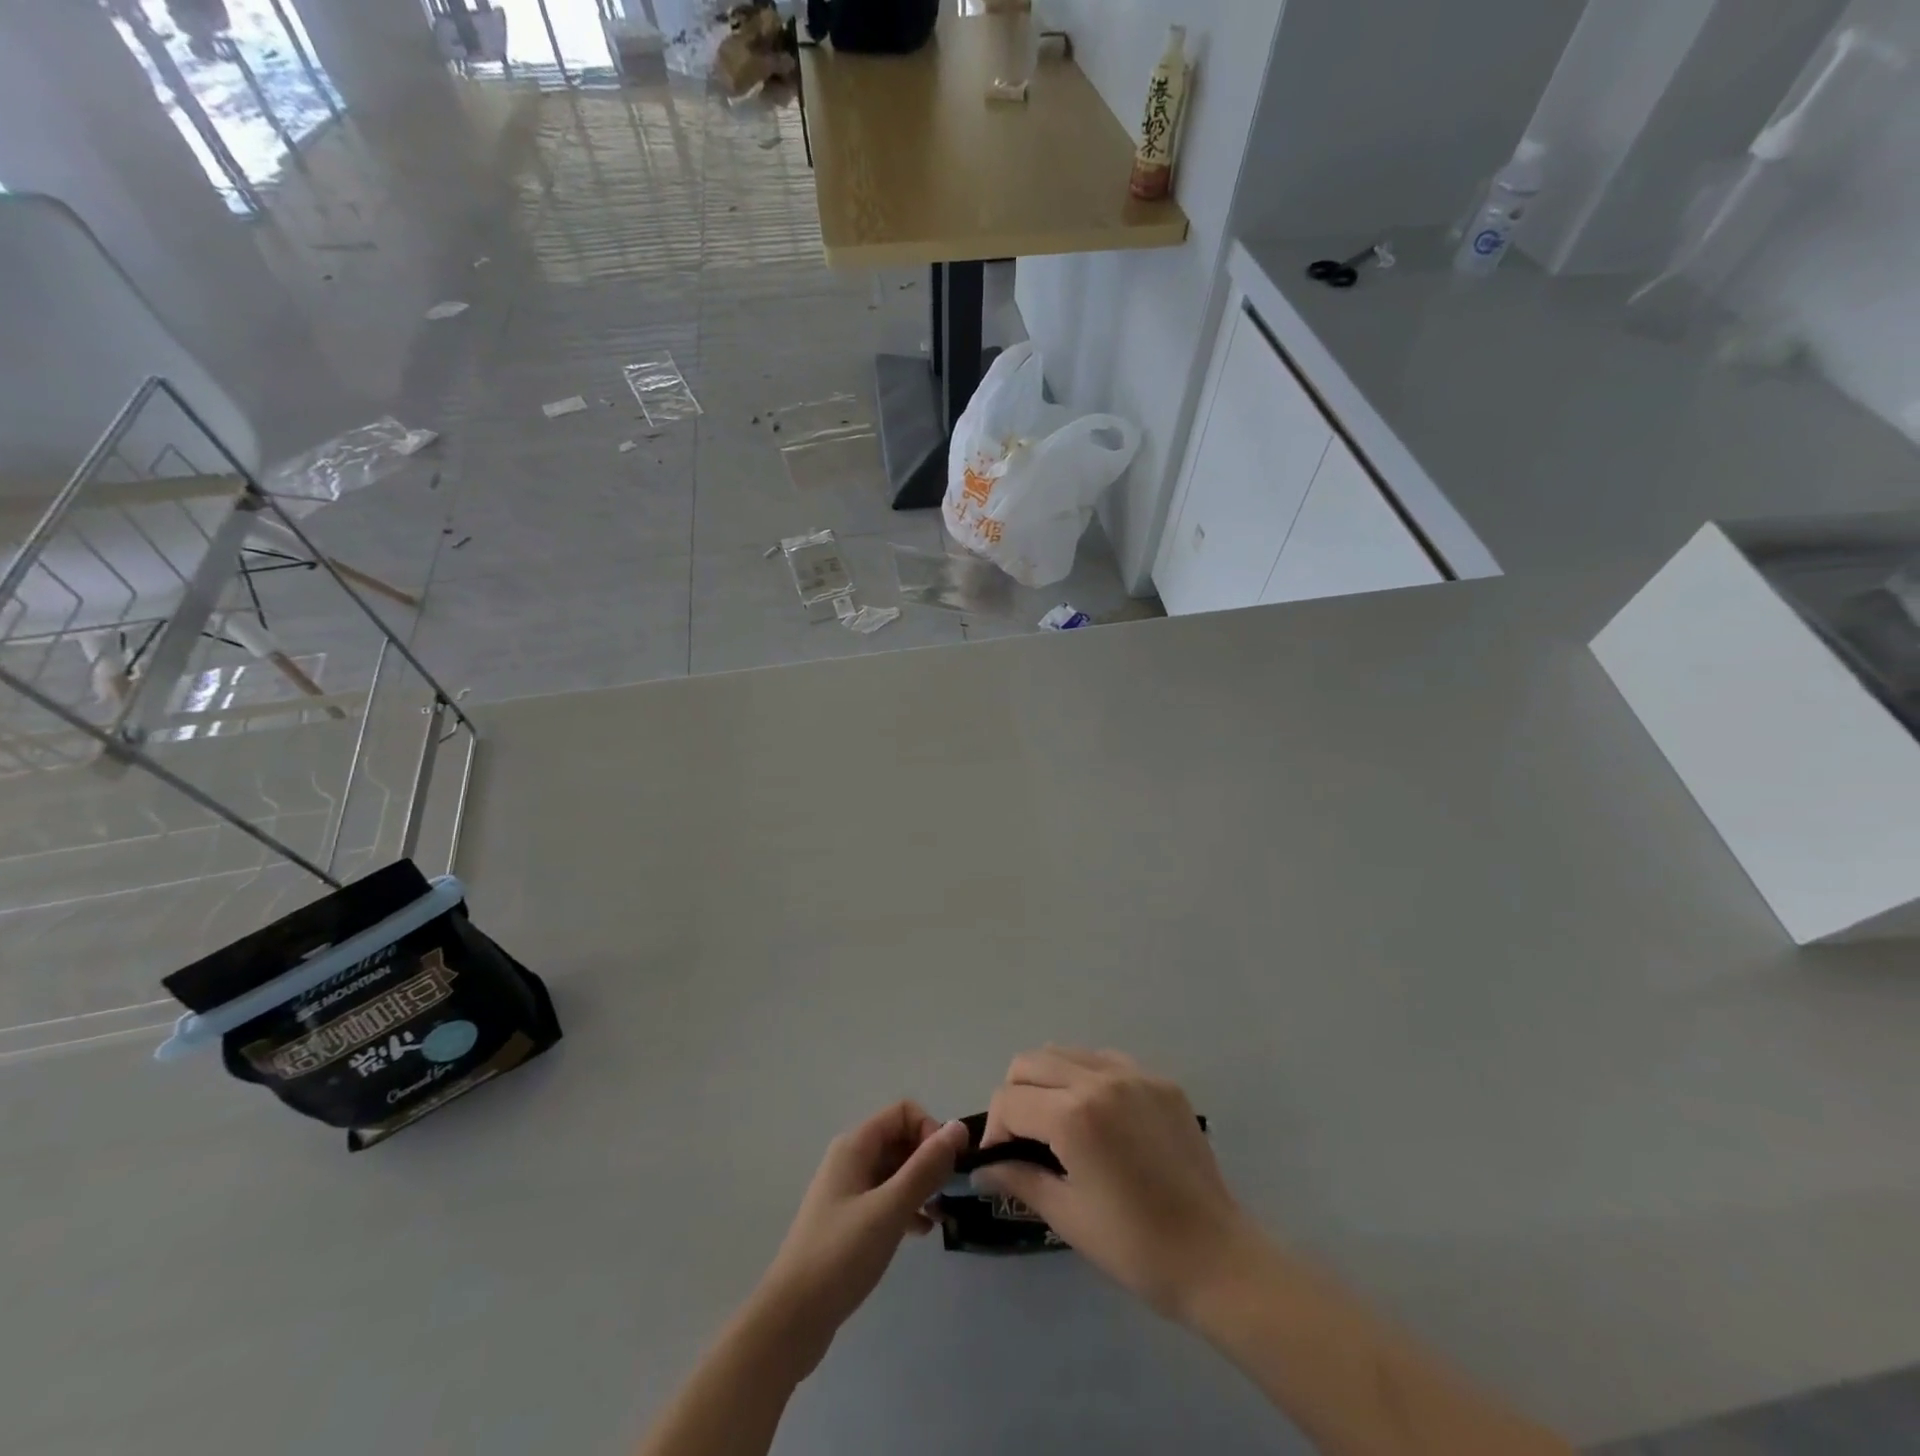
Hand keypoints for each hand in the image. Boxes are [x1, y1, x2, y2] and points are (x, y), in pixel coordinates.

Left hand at [752, 1103, 968, 1375]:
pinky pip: (886, 1198)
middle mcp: (850, 1159)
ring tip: (941, 1214)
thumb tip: (959, 1127)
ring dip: (921, 1185)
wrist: (791, 1319)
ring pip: (895, 1171)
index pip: (903, 1113)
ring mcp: (847, 1191)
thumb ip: (925, 1167)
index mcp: (855, 1146)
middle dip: (928, 1159)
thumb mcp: (889, 1208)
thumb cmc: (841, 1255)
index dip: (929, 1130)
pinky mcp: (848, 1221)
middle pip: (900, 1139)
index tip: (947, 1167)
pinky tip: (922, 1232)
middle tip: (948, 1193)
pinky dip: (907, 1207)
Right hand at [976, 1047, 1255, 1321]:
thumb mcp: (1067, 1216)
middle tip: (1024, 1138)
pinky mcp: (1160, 1080)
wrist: (1216, 1257)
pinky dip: (1088, 1078)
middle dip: (1015, 1096)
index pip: (1009, 1100)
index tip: (1000, 1161)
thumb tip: (984, 1167)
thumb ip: (1019, 1178)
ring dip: (1049, 1081)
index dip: (995, 1130)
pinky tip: (1100, 1118)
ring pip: (1066, 1052)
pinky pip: (1106, 1061)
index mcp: (1073, 1115)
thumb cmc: (1135, 1246)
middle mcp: (1099, 1079)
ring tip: (1059, 1124)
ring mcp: (1134, 1074)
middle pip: (1031, 1062)